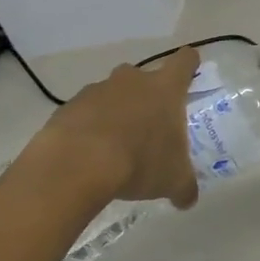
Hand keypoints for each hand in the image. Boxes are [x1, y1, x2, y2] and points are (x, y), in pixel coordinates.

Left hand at [39, 46, 200, 208]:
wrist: (77, 164)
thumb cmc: (139, 161)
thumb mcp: (172, 180)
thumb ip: (184, 186)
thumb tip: (188, 199)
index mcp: (165, 88)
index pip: (185, 61)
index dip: (190, 64)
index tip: (190, 73)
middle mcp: (133, 80)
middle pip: (144, 77)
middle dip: (146, 96)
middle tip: (148, 125)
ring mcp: (98, 90)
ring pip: (113, 94)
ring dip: (116, 112)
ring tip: (114, 145)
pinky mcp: (69, 106)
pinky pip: (85, 111)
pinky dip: (89, 126)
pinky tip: (87, 153)